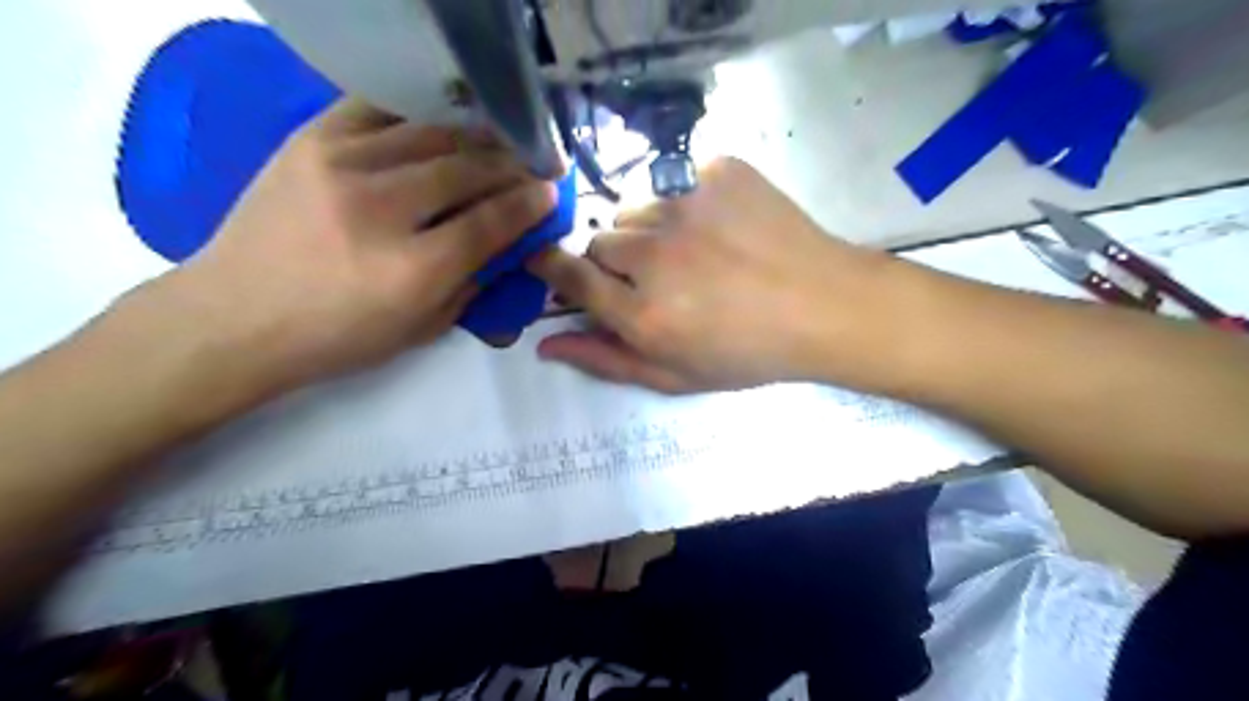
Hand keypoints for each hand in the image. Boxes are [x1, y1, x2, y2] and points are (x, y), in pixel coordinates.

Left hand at [146, 98, 555, 393]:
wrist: (235, 317)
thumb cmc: (338, 337)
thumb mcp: (422, 328)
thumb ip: (473, 283)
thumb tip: (510, 243)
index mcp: (412, 270)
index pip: (490, 221)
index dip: (529, 203)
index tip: (550, 192)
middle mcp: (380, 209)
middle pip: (466, 169)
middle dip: (510, 164)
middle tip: (532, 164)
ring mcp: (340, 165)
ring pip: (431, 134)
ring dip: (475, 137)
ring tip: (497, 142)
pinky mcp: (310, 141)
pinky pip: (380, 110)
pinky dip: (420, 117)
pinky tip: (440, 128)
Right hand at [525, 155, 898, 394]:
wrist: (825, 306)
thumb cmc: (749, 352)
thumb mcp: (675, 375)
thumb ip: (605, 360)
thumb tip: (544, 344)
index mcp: (642, 313)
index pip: (569, 276)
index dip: (552, 266)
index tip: (547, 261)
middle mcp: (655, 255)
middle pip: (600, 240)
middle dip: (616, 260)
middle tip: (656, 277)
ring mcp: (686, 205)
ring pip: (635, 208)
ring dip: (649, 229)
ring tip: (692, 251)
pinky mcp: (717, 171)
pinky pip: (675, 180)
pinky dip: (686, 202)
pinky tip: (720, 226)